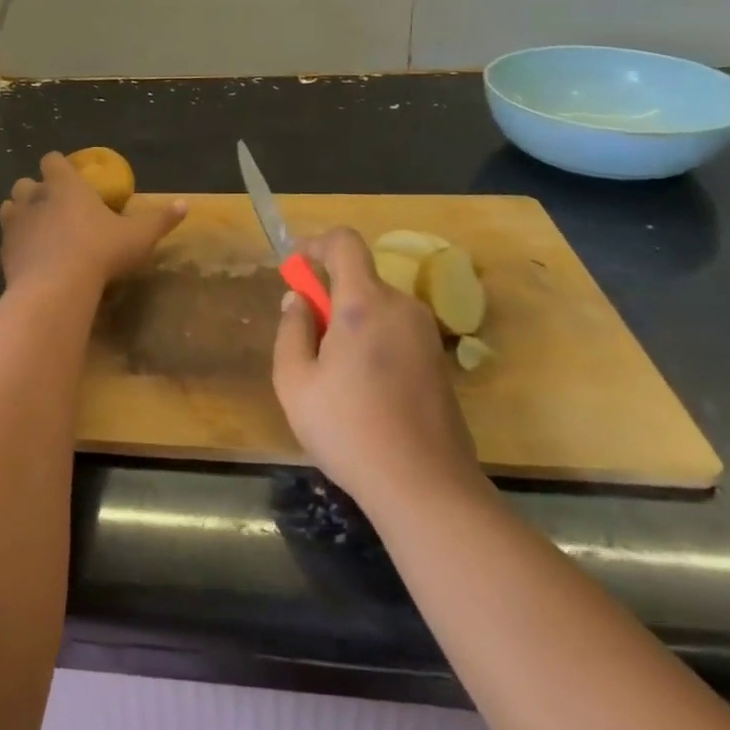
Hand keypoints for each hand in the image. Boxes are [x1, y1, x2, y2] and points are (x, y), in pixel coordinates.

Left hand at [0, 152, 185, 291]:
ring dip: (20, 214)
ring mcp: (14, 224)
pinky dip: (16, 244)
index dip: (59, 166)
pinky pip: (6, 240)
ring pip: (9, 208)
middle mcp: (35, 197)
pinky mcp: (3, 251)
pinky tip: (31, 259)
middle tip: (55, 208)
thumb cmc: (100, 252)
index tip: (70, 178)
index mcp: (65, 185)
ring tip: (38, 231)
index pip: (52, 160)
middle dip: (36, 191)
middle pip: (25, 183)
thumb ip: (160, 220)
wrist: (55, 287)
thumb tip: (185, 205)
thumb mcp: (138, 237)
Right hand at [272, 227, 485, 507]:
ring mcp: (426, 335)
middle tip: (307, 342)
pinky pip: (396, 332)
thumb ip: (291, 330)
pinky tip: (364, 392)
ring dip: (351, 323)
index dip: (316, 244)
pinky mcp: (439, 362)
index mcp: (364, 304)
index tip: (296, 266)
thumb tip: (298, 299)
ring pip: (378, 308)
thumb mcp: (295, 382)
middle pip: (360, 280)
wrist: (425, 486)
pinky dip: (373, 342)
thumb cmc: (349, 430)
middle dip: (330, 297)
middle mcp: (401, 308)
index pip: (345, 243)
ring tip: (333, 376)